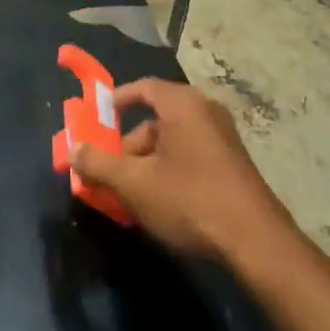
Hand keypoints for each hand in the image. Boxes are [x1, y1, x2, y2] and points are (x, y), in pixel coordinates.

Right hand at [72, 79, 294, 264]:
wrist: (256, 242)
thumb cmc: (190, 199)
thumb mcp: (135, 184)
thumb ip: (99, 164)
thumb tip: (73, 150)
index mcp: (181, 103)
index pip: (142, 88)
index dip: (116, 101)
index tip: (97, 120)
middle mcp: (204, 110)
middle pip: (155, 119)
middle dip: (128, 147)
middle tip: (110, 174)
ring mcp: (223, 137)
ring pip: (172, 142)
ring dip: (148, 164)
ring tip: (132, 198)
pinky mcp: (233, 163)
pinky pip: (191, 155)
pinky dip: (170, 171)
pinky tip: (162, 204)